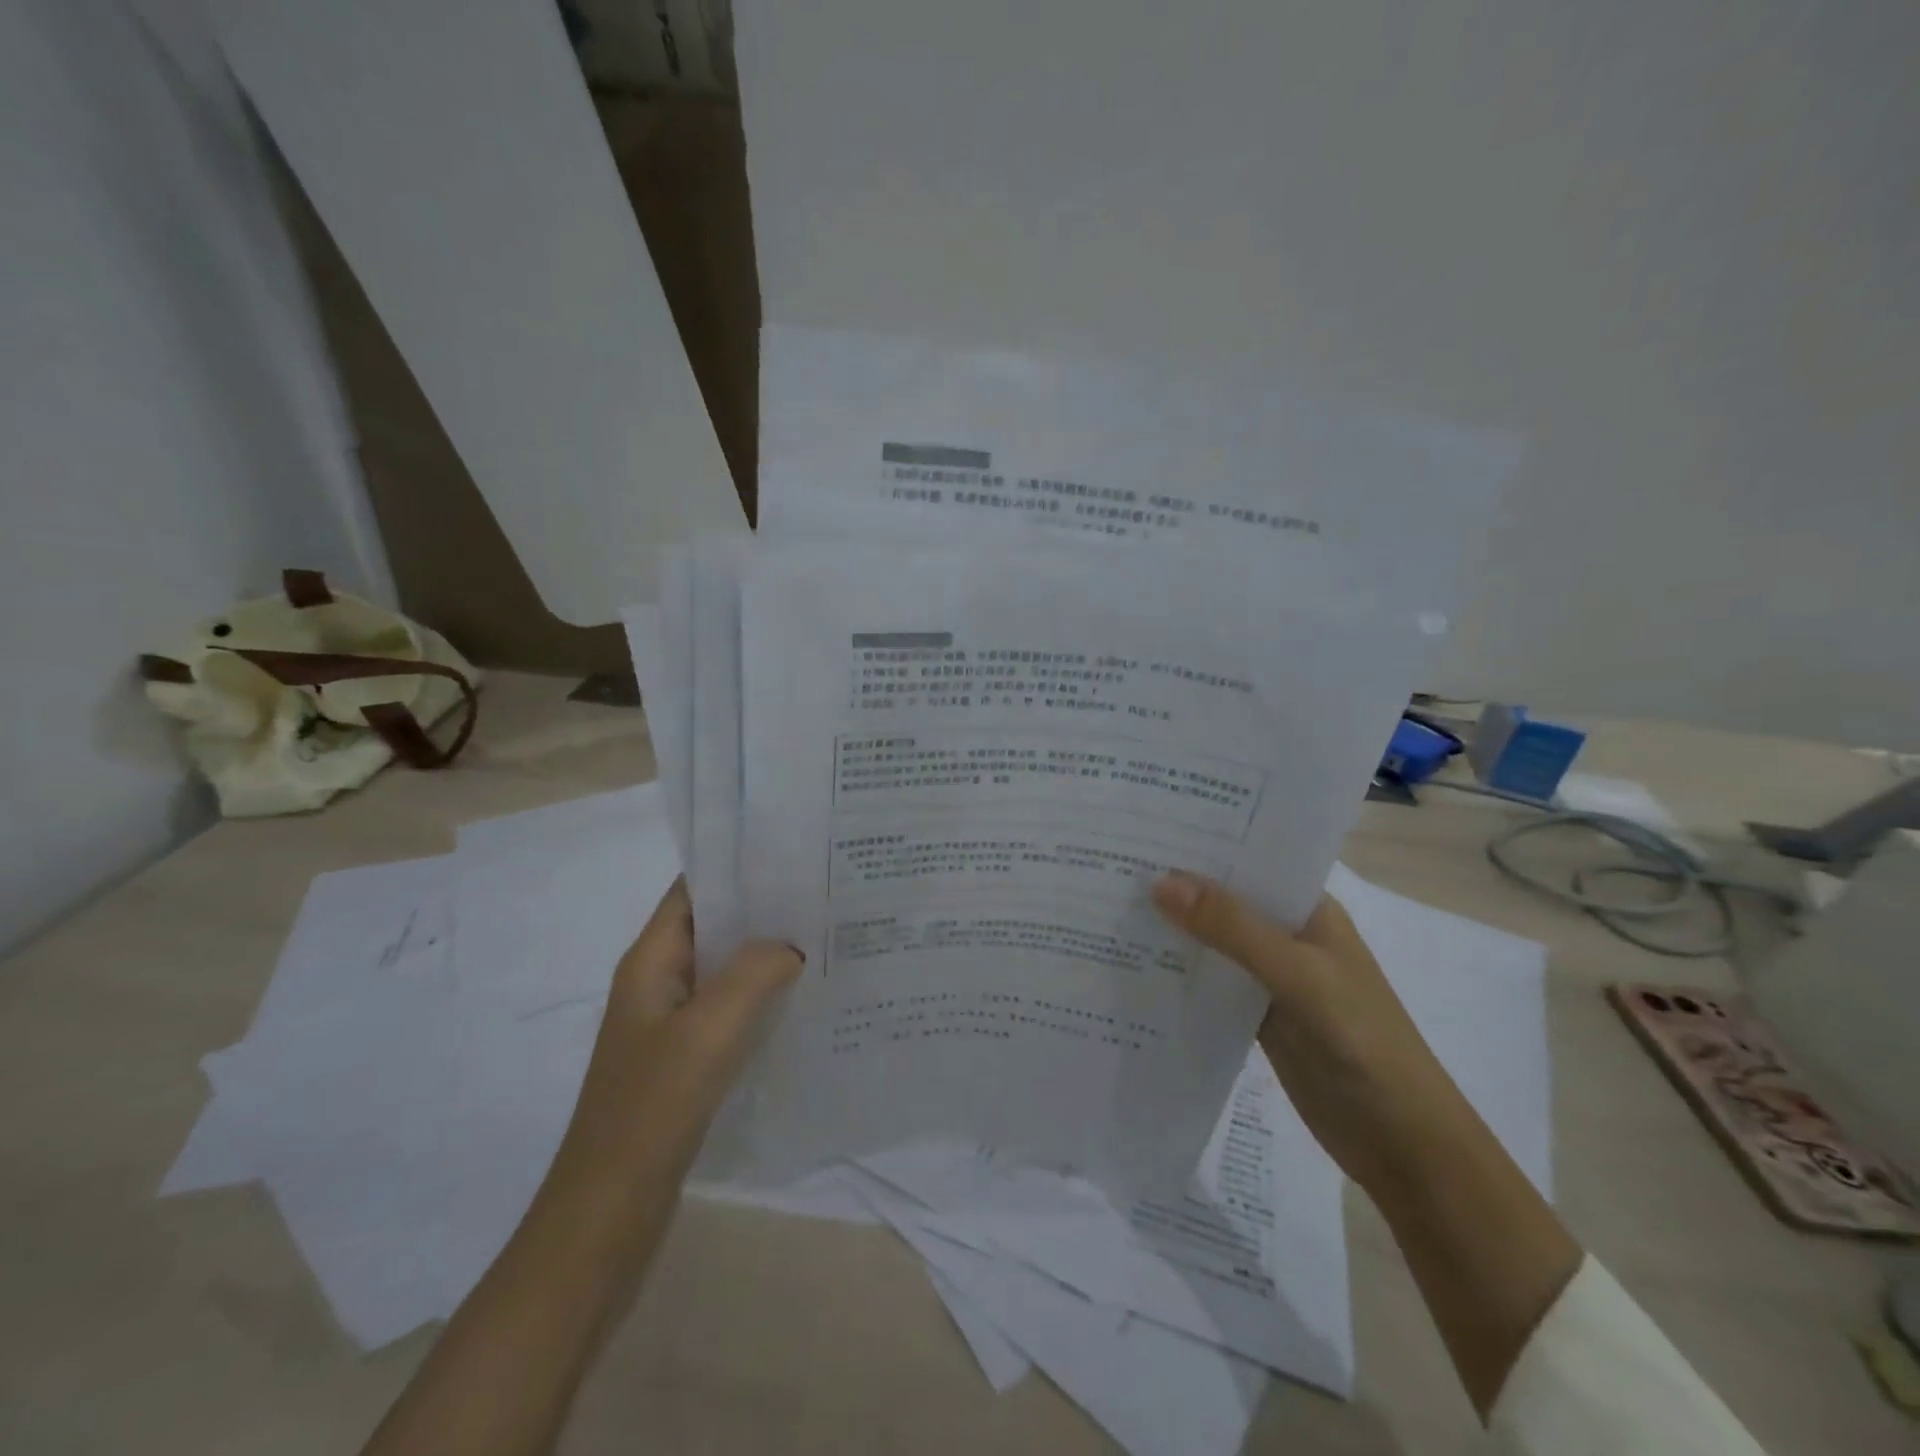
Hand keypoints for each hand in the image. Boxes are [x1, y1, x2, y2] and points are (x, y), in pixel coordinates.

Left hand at [549, 879, 801, 1196]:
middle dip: (764, 911)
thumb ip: (754, 973)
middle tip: (824, 898)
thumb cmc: (653, 1107)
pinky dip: (762, 999)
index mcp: (651, 961)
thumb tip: (791, 947)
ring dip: (766, 957)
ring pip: (726, 971)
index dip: (737, 868)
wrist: (608, 1210)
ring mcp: (671, 1023)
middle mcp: (659, 982)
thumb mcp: (708, 1029)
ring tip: (825, 941)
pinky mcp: (686, 1059)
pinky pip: (730, 1011)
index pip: (693, 891)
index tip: (793, 858)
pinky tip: (804, 1002)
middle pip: (715, 927)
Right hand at [1152, 869, 1581, 1417]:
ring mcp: (1270, 976)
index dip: (1202, 842)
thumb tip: (1160, 881)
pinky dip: (1177, 972)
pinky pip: (1208, 982)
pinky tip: (1131, 962)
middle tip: (1108, 859)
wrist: (1402, 1143)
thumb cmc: (1362, 1042)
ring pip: (1212, 940)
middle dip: (1176, 883)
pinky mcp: (1255, 1015)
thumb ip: (1232, 929)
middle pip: (1224, 899)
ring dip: (1172, 927)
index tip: (1144, 826)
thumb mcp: (1297, 975)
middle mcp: (1286, 934)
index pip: (1249, 859)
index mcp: (1307, 908)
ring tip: (1106, 901)